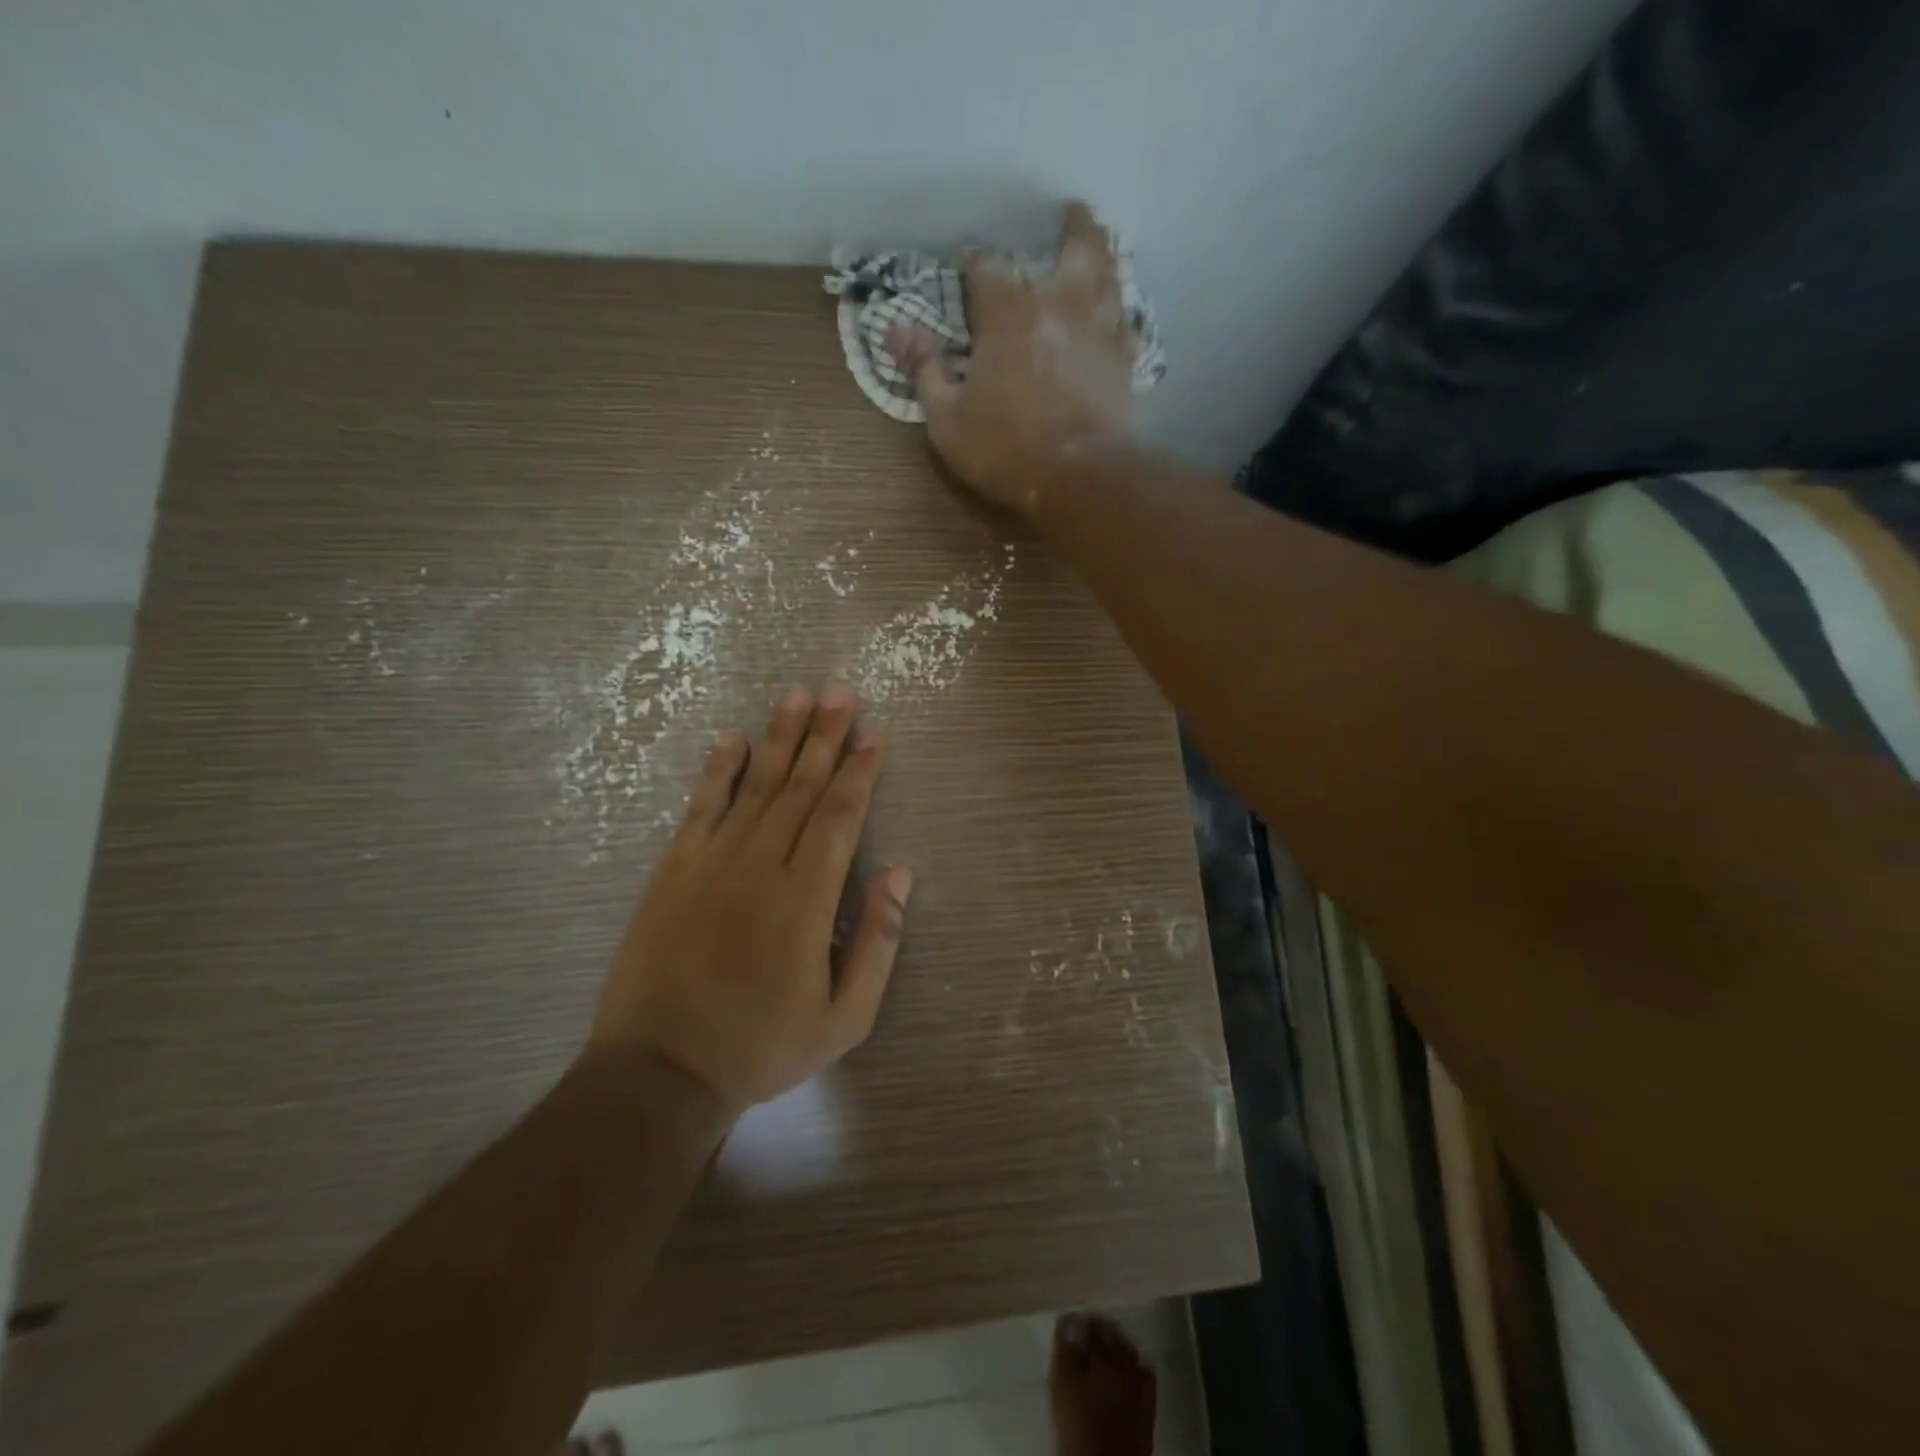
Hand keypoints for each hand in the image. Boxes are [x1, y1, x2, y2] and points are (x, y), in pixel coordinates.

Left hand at [592, 685, 912, 1114]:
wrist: (661, 1070)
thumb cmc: (762, 1046)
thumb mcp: (844, 1016)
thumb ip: (878, 941)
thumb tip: (900, 873)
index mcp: (807, 898)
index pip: (840, 816)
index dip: (859, 772)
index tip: (874, 735)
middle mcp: (762, 864)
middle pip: (801, 786)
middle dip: (825, 736)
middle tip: (841, 691)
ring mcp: (713, 862)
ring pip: (756, 785)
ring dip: (779, 737)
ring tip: (797, 695)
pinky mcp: (675, 869)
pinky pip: (701, 807)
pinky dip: (717, 770)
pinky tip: (732, 739)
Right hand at [888, 200, 1138, 518]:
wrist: (1080, 478)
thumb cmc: (1006, 449)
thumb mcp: (948, 419)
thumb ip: (925, 370)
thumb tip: (894, 329)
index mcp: (1009, 312)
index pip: (987, 268)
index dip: (974, 264)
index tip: (967, 265)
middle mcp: (1060, 305)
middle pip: (1074, 247)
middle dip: (1070, 227)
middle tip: (1071, 212)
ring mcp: (1099, 331)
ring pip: (1110, 276)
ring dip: (1105, 255)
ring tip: (1101, 244)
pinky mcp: (1125, 363)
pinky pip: (1127, 326)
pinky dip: (1121, 315)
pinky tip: (1119, 317)